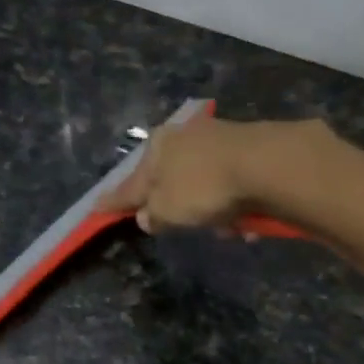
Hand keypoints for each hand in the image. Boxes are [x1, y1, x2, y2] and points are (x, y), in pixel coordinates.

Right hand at [98, 115, 323, 233]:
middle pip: (172, 181)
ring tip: (227, 228)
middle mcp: (186, 135)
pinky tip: (247, 221)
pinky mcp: (251, 149)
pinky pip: (234, 187)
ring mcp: (220, 139)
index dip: (115, 199)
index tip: (97, 207)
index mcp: (158, 146)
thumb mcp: (167, 209)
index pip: (130, 181)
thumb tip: (147, 217)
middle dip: (180, 207)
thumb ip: (153, 215)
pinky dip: (235, 204)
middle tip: (184, 226)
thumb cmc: (203, 187)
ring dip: (213, 211)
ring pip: (206, 186)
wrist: (266, 165)